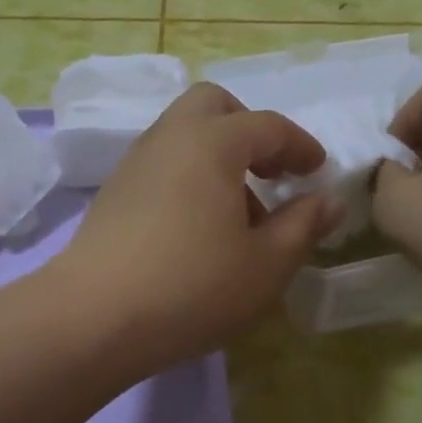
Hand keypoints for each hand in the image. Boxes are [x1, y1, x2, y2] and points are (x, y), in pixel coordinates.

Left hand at [55, 84, 342, 365]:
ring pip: (184, 134)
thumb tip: (328, 200)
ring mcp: (135, 162)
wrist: (93, 317)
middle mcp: (170, 137)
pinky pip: (163, 162)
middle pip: (213, 105)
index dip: (300, 146)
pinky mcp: (114, 191)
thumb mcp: (267, 264)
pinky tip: (198, 227)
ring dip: (218, 155)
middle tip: (271, 172)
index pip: (267, 126)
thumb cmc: (193, 286)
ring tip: (239, 213)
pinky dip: (190, 174)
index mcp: (212, 142)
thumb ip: (303, 225)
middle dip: (248, 129)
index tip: (318, 172)